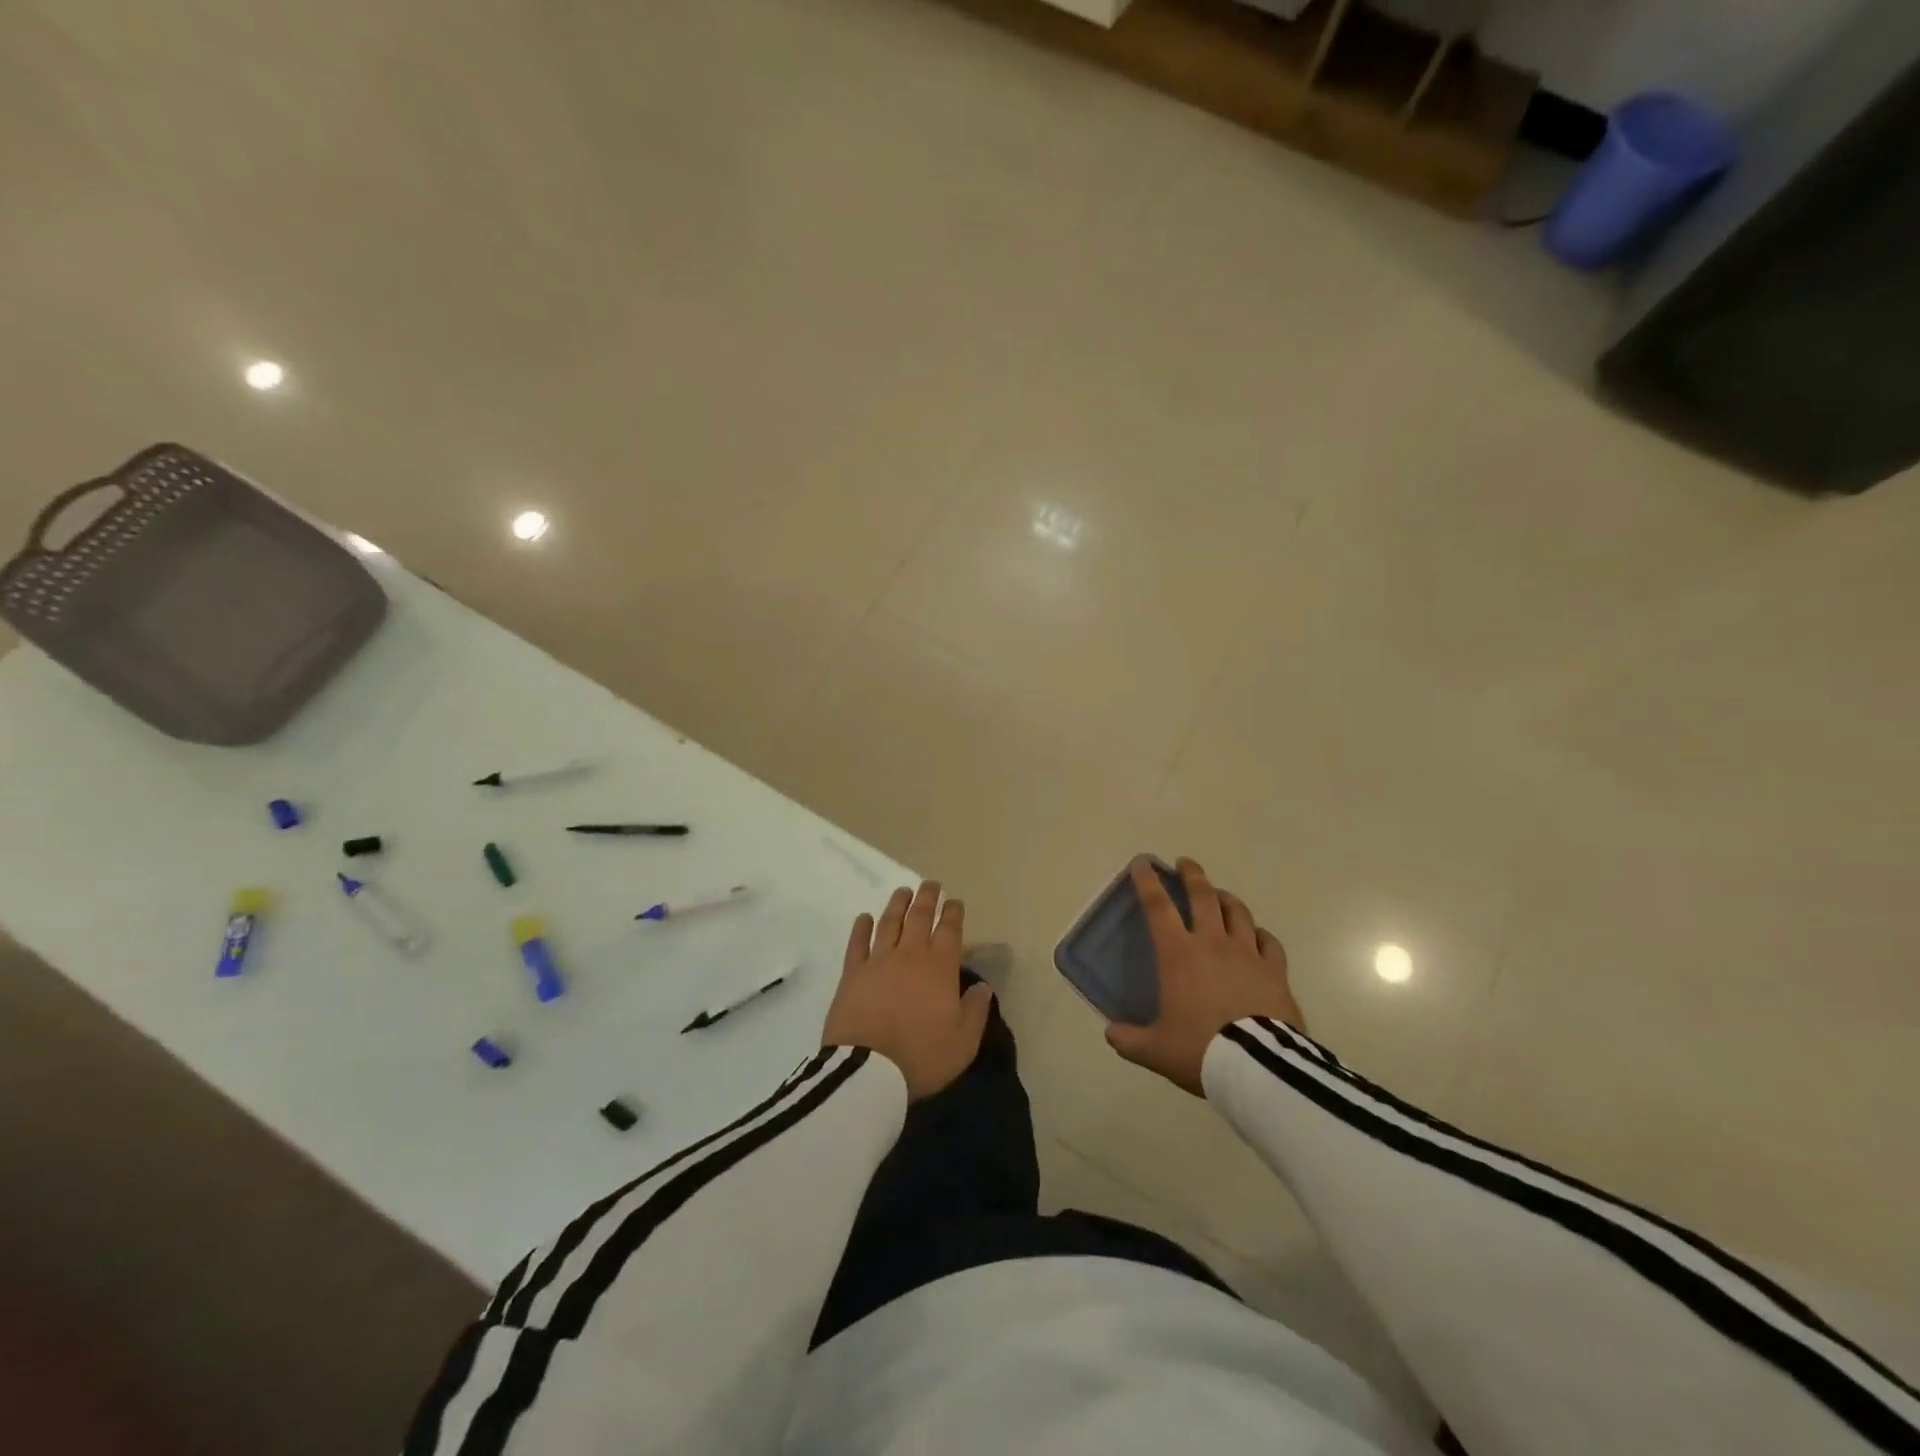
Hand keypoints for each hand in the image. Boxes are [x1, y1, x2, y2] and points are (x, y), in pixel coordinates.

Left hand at [823, 880, 993, 1101]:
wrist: (868, 1071)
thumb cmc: (921, 1057)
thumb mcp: (963, 1042)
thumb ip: (975, 1010)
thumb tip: (982, 986)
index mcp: (939, 968)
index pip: (949, 930)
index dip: (953, 913)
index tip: (954, 901)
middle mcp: (909, 955)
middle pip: (919, 918)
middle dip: (927, 898)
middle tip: (930, 884)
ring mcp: (878, 961)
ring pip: (889, 923)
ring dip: (897, 904)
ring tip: (903, 891)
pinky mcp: (852, 974)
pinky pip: (857, 944)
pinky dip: (861, 928)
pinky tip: (864, 918)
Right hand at [1106, 858, 1303, 1097]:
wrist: (1257, 1068)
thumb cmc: (1201, 1050)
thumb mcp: (1155, 1050)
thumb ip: (1129, 1040)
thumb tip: (1112, 1034)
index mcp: (1179, 955)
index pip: (1158, 907)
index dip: (1148, 882)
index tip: (1143, 863)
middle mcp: (1213, 944)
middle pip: (1203, 896)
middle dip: (1192, 875)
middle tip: (1185, 863)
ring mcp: (1248, 954)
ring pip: (1237, 912)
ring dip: (1226, 898)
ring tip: (1220, 894)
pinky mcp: (1275, 971)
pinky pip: (1268, 942)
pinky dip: (1259, 933)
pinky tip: (1257, 935)